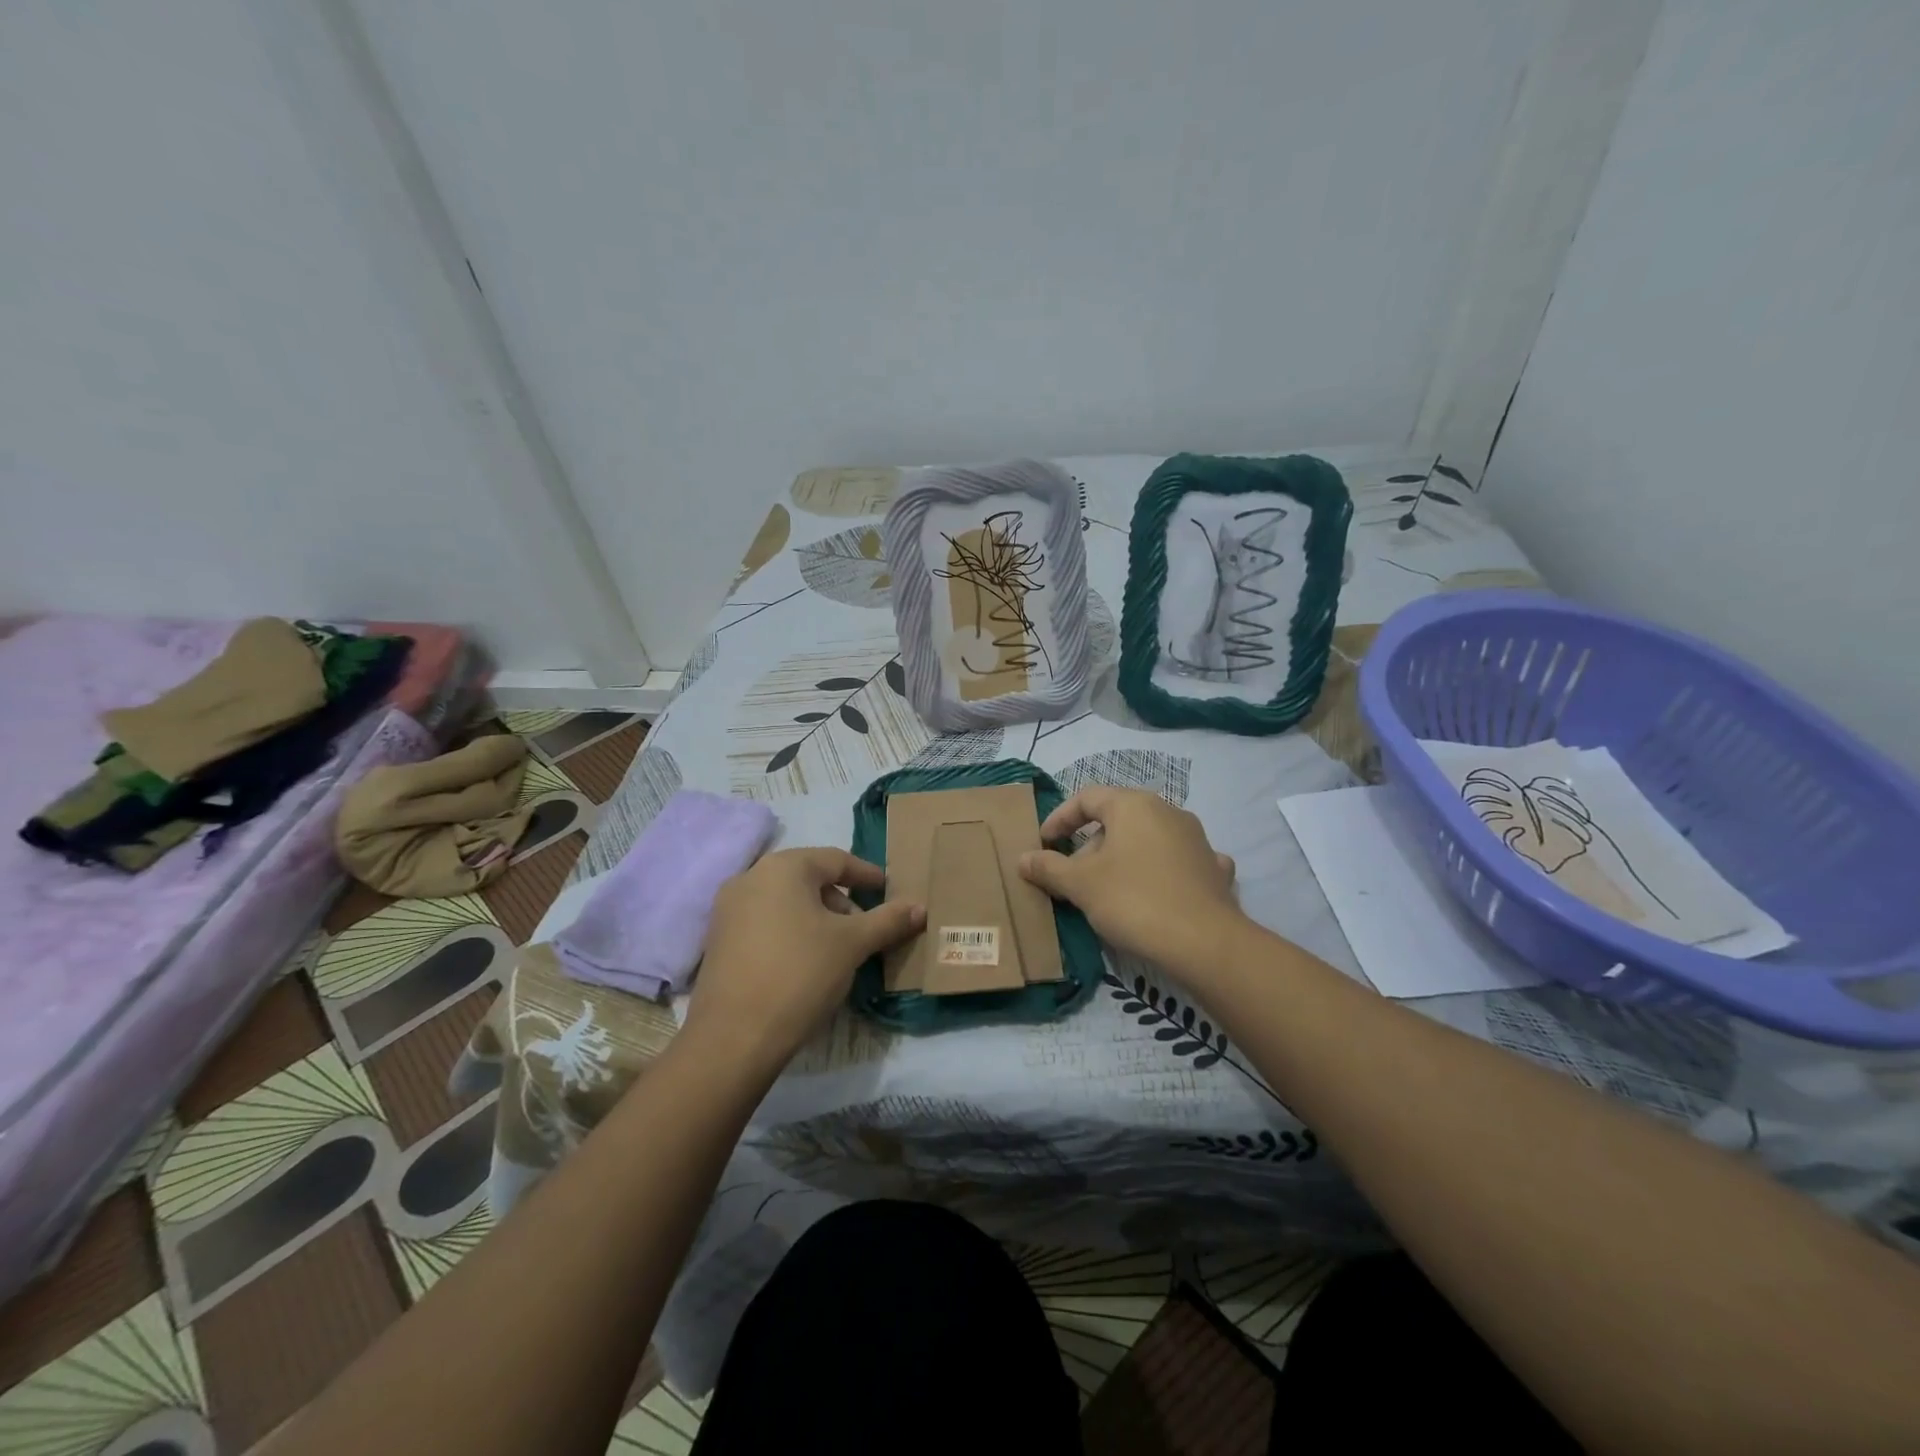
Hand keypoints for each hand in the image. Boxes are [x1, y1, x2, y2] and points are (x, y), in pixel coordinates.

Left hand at [686, 848, 923, 1071]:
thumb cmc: (799, 974)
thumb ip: (888, 920)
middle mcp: (750, 877)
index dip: (867, 875)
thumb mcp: (852, 944)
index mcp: (783, 868)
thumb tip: (920, 907)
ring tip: (838, 949)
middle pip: (809, 878)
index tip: (889, 892)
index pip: (836, 859)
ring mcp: (728, 909)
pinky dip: (791, 932)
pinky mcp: (719, 940)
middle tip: (865, 928)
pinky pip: (765, 923)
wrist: (733, 1037)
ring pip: (786, 902)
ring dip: (817, 918)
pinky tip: (806, 963)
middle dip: (842, 901)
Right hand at [1018, 787, 1243, 976]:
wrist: (1205, 942)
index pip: (1086, 798)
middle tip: (1072, 876)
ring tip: (1107, 891)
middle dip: (1089, 845)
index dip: (1059, 819)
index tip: (1043, 844)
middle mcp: (1167, 811)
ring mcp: (1196, 838)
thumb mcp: (1080, 885)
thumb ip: (1048, 868)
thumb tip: (1023, 859)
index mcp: (1133, 805)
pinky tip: (1157, 892)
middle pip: (1117, 819)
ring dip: (1122, 858)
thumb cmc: (1133, 900)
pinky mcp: (1213, 868)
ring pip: (1147, 839)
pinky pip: (1178, 861)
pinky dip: (1160, 871)